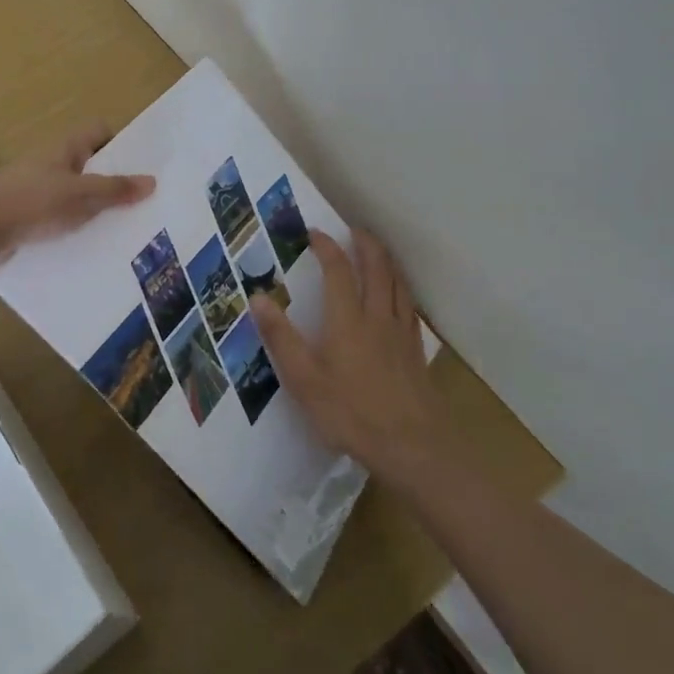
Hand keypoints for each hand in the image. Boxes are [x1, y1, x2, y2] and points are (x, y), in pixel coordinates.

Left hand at [0, 123, 153, 261]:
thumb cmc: (32, 202)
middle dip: (112, 180)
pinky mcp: (27, 214)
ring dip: (93, 207)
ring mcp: (36, 188)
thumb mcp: (80, 195)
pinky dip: (74, 225)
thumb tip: (152, 181)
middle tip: (140, 202)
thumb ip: (115, 189)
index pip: (98, 131)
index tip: (140, 166)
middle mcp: (51, 162)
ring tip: (122, 226)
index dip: (120, 143)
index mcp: (64, 147)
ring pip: (75, 192)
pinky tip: (89, 243)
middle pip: (89, 164)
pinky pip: (59, 214)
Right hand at [250, 229, 457, 487]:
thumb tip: (258, 297)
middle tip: (352, 229)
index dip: (326, 247)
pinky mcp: (415, 349)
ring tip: (376, 251)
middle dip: (364, 242)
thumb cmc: (351, 412)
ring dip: (385, 260)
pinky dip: (401, 288)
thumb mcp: (304, 379)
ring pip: (397, 282)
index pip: (338, 270)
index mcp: (347, 319)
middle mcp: (377, 316)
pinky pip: (408, 305)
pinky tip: (399, 296)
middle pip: (376, 266)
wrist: (412, 444)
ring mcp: (401, 332)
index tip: (314, 232)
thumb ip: (281, 338)